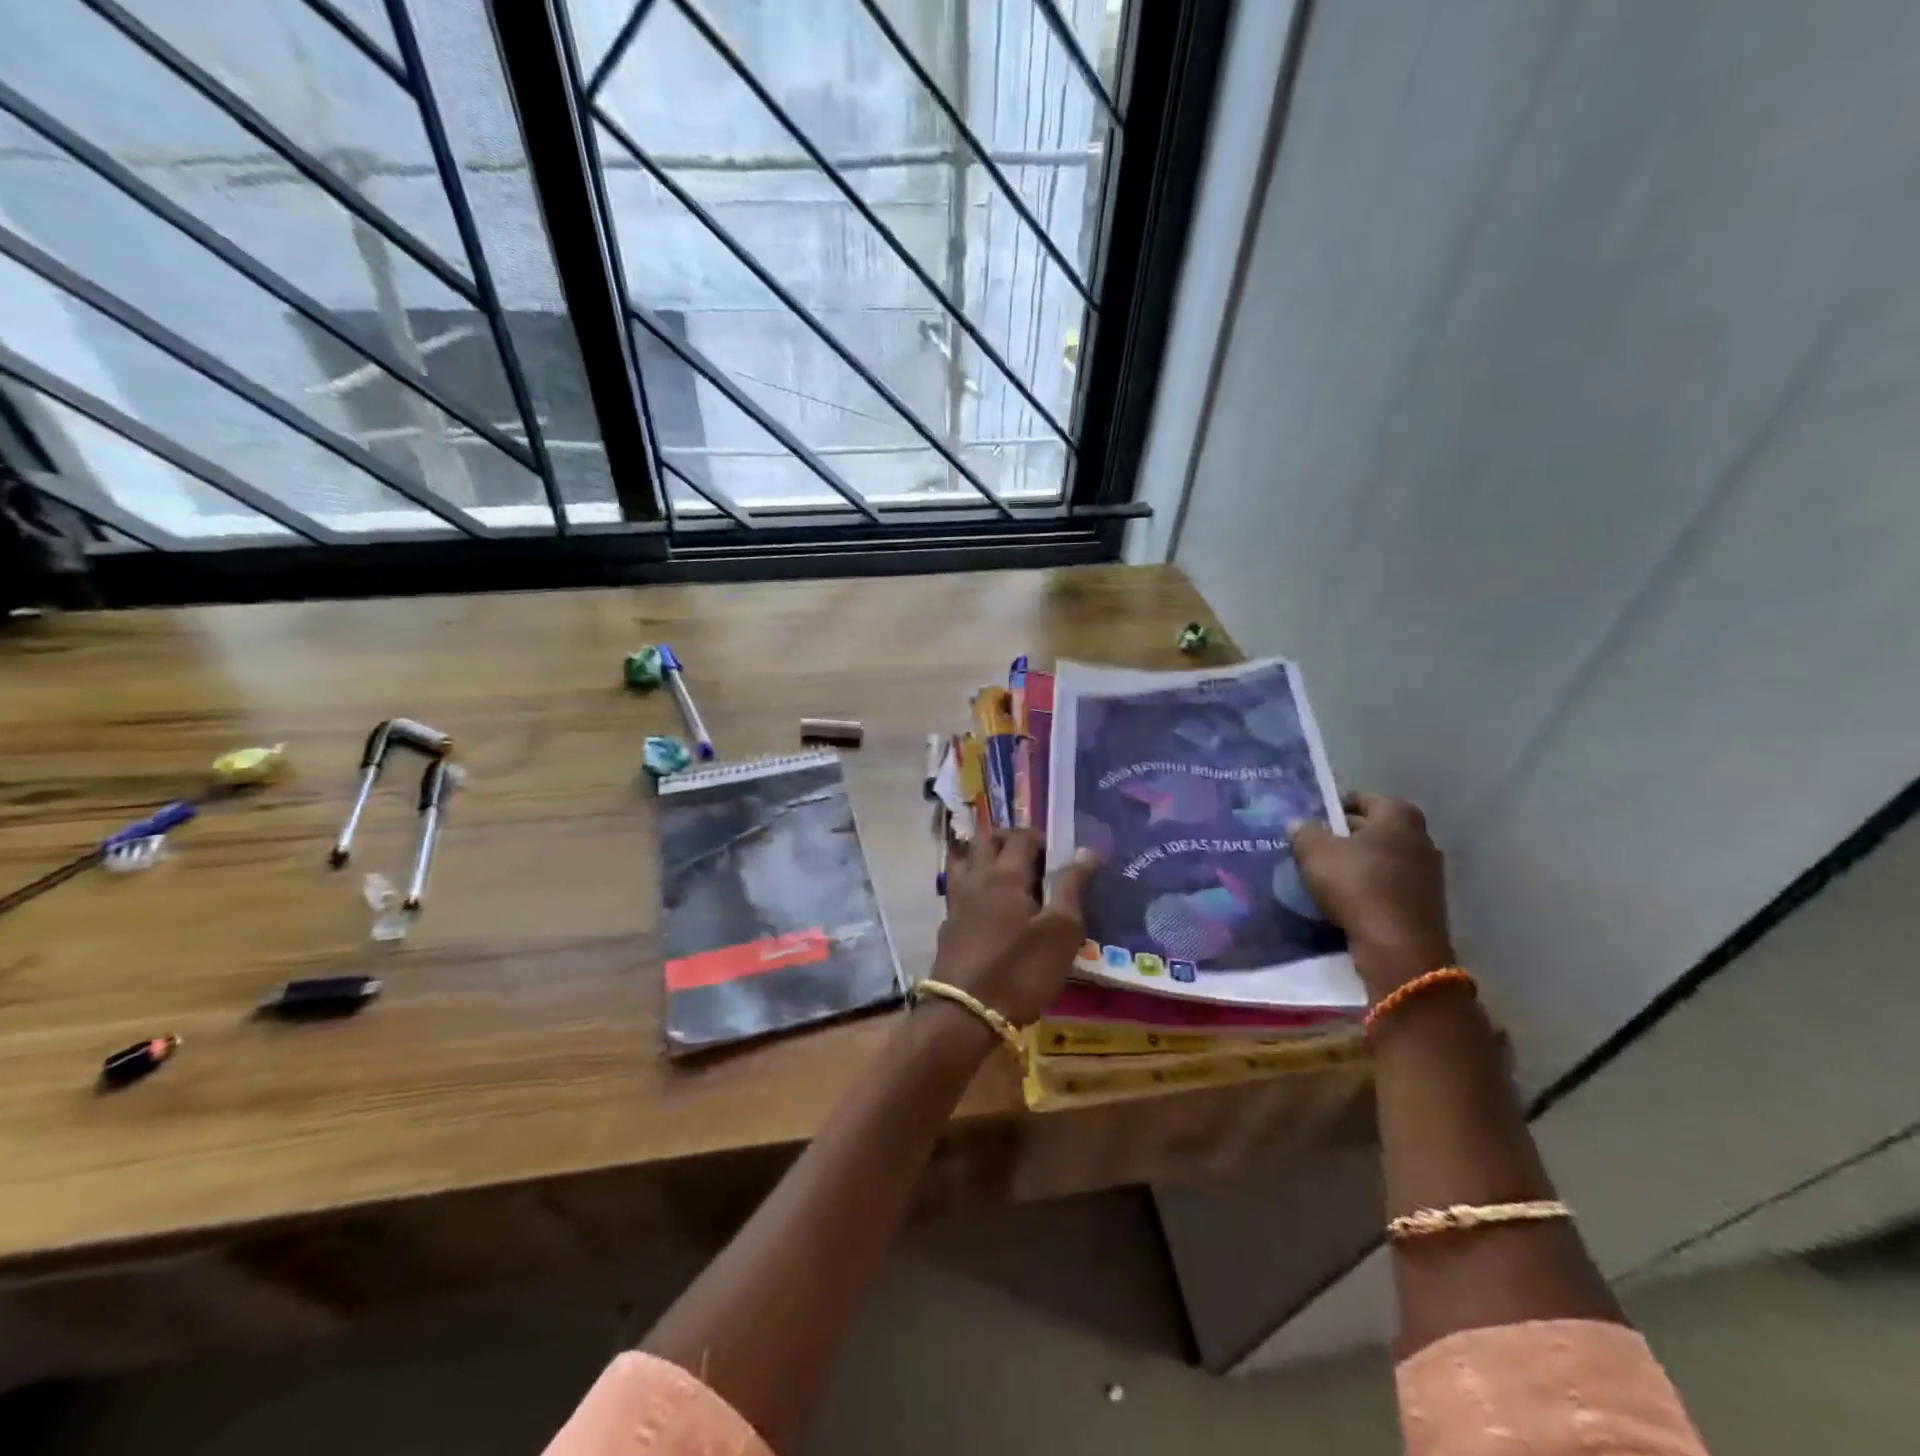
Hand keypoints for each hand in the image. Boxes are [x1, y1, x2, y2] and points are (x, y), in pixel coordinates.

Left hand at [932, 829, 1098, 1026]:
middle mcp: (976, 878)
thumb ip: (1071, 886)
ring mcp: (956, 901)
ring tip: (1006, 873)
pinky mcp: (948, 925)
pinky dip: (972, 882)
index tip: (1057, 854)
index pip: (1021, 837)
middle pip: (986, 839)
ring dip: (983, 855)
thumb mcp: (1061, 931)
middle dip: (1009, 839)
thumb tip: (1085, 850)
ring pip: (965, 859)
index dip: (1040, 838)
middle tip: (1032, 858)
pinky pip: (958, 887)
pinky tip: (986, 904)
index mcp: (1005, 874)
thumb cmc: (1020, 970)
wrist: (965, 1013)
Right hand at [1291, 792, 1453, 1000]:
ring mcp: (1429, 874)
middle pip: (1378, 830)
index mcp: (1398, 817)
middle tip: (1319, 845)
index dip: (1338, 805)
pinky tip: (1348, 900)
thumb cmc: (1357, 886)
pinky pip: (1392, 886)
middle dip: (1349, 836)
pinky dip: (1372, 888)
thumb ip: (1305, 832)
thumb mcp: (1315, 852)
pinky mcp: (1427, 905)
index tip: (1316, 817)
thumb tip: (1301, 825)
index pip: (1365, 799)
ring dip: (1361, 864)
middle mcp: (1421, 839)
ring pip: (1386, 860)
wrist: (1398, 948)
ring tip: (1329, 874)